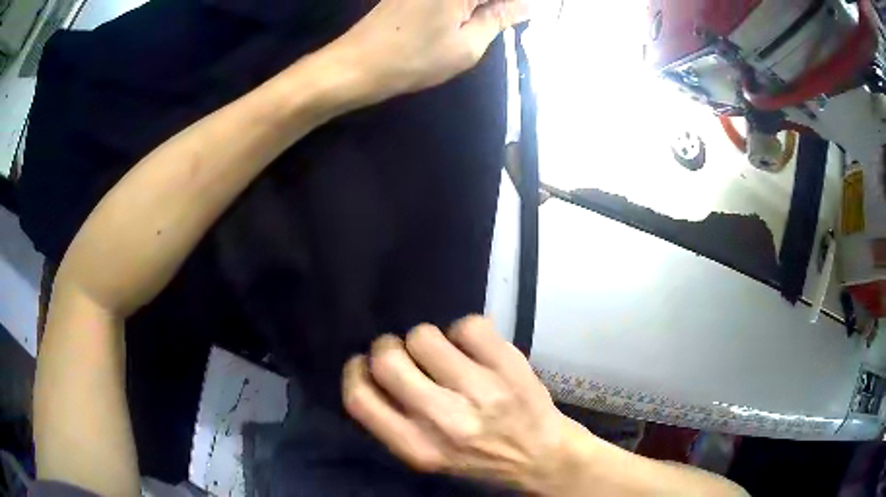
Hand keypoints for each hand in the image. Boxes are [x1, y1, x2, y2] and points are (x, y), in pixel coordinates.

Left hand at [329, 0, 528, 100]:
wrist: (355, 65)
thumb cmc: (413, 59)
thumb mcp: (468, 46)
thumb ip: (500, 19)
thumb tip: (526, 6)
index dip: (515, 6)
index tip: (525, 17)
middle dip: (499, 7)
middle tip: (511, 20)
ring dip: (482, 8)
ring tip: (492, 21)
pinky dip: (464, 6)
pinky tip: (469, 16)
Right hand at [342, 316, 584, 492]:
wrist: (543, 458)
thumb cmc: (479, 461)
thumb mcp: (427, 457)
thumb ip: (393, 423)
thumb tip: (369, 373)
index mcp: (418, 448)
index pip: (359, 399)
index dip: (354, 372)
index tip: (364, 366)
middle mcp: (445, 420)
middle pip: (387, 358)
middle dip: (388, 348)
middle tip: (405, 355)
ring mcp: (480, 389)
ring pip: (424, 335)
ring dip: (427, 340)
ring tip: (444, 355)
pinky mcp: (509, 364)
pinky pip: (466, 324)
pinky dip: (464, 332)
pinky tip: (475, 350)